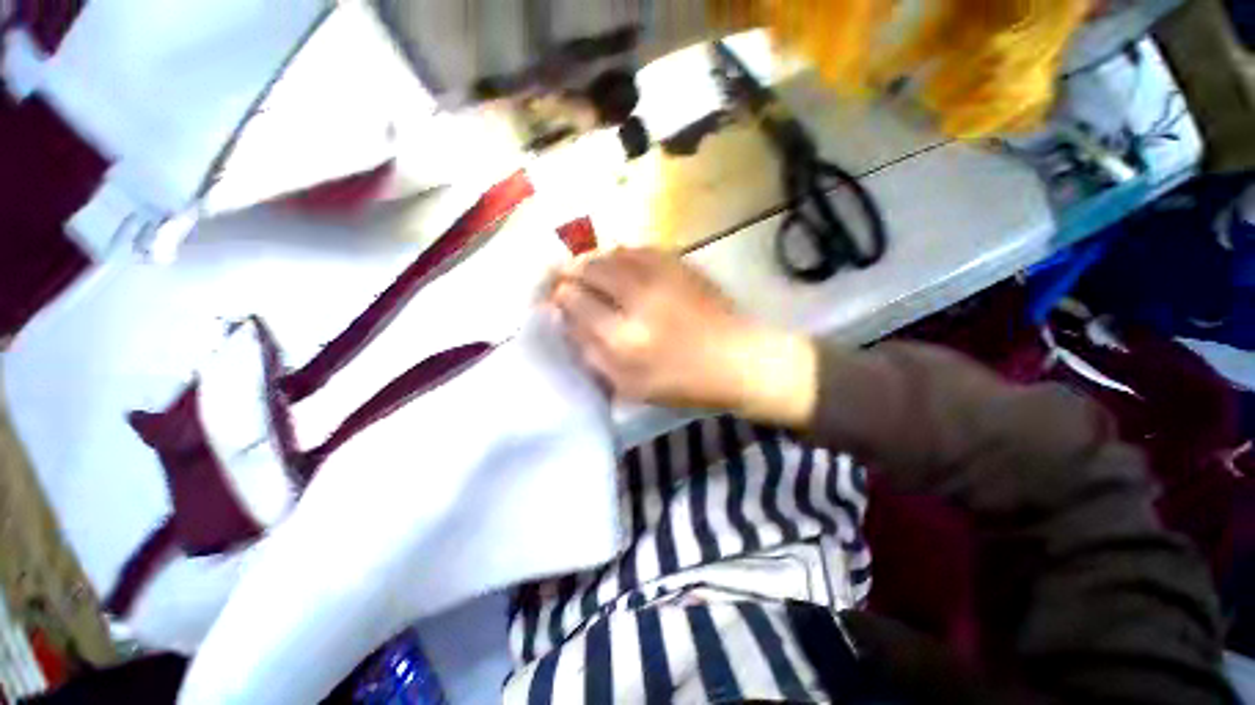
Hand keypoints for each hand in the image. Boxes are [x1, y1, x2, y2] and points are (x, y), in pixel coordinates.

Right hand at [548, 247, 818, 426]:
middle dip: (568, 270)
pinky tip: (618, 263)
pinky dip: (620, 254)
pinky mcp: (679, 264)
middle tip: (561, 276)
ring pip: (611, 253)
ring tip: (586, 270)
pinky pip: (638, 249)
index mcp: (623, 337)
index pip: (574, 301)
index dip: (558, 295)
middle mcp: (637, 298)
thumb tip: (567, 321)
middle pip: (588, 269)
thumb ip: (593, 354)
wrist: (738, 359)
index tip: (553, 297)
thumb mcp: (630, 385)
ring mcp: (660, 276)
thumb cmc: (683, 382)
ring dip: (592, 260)